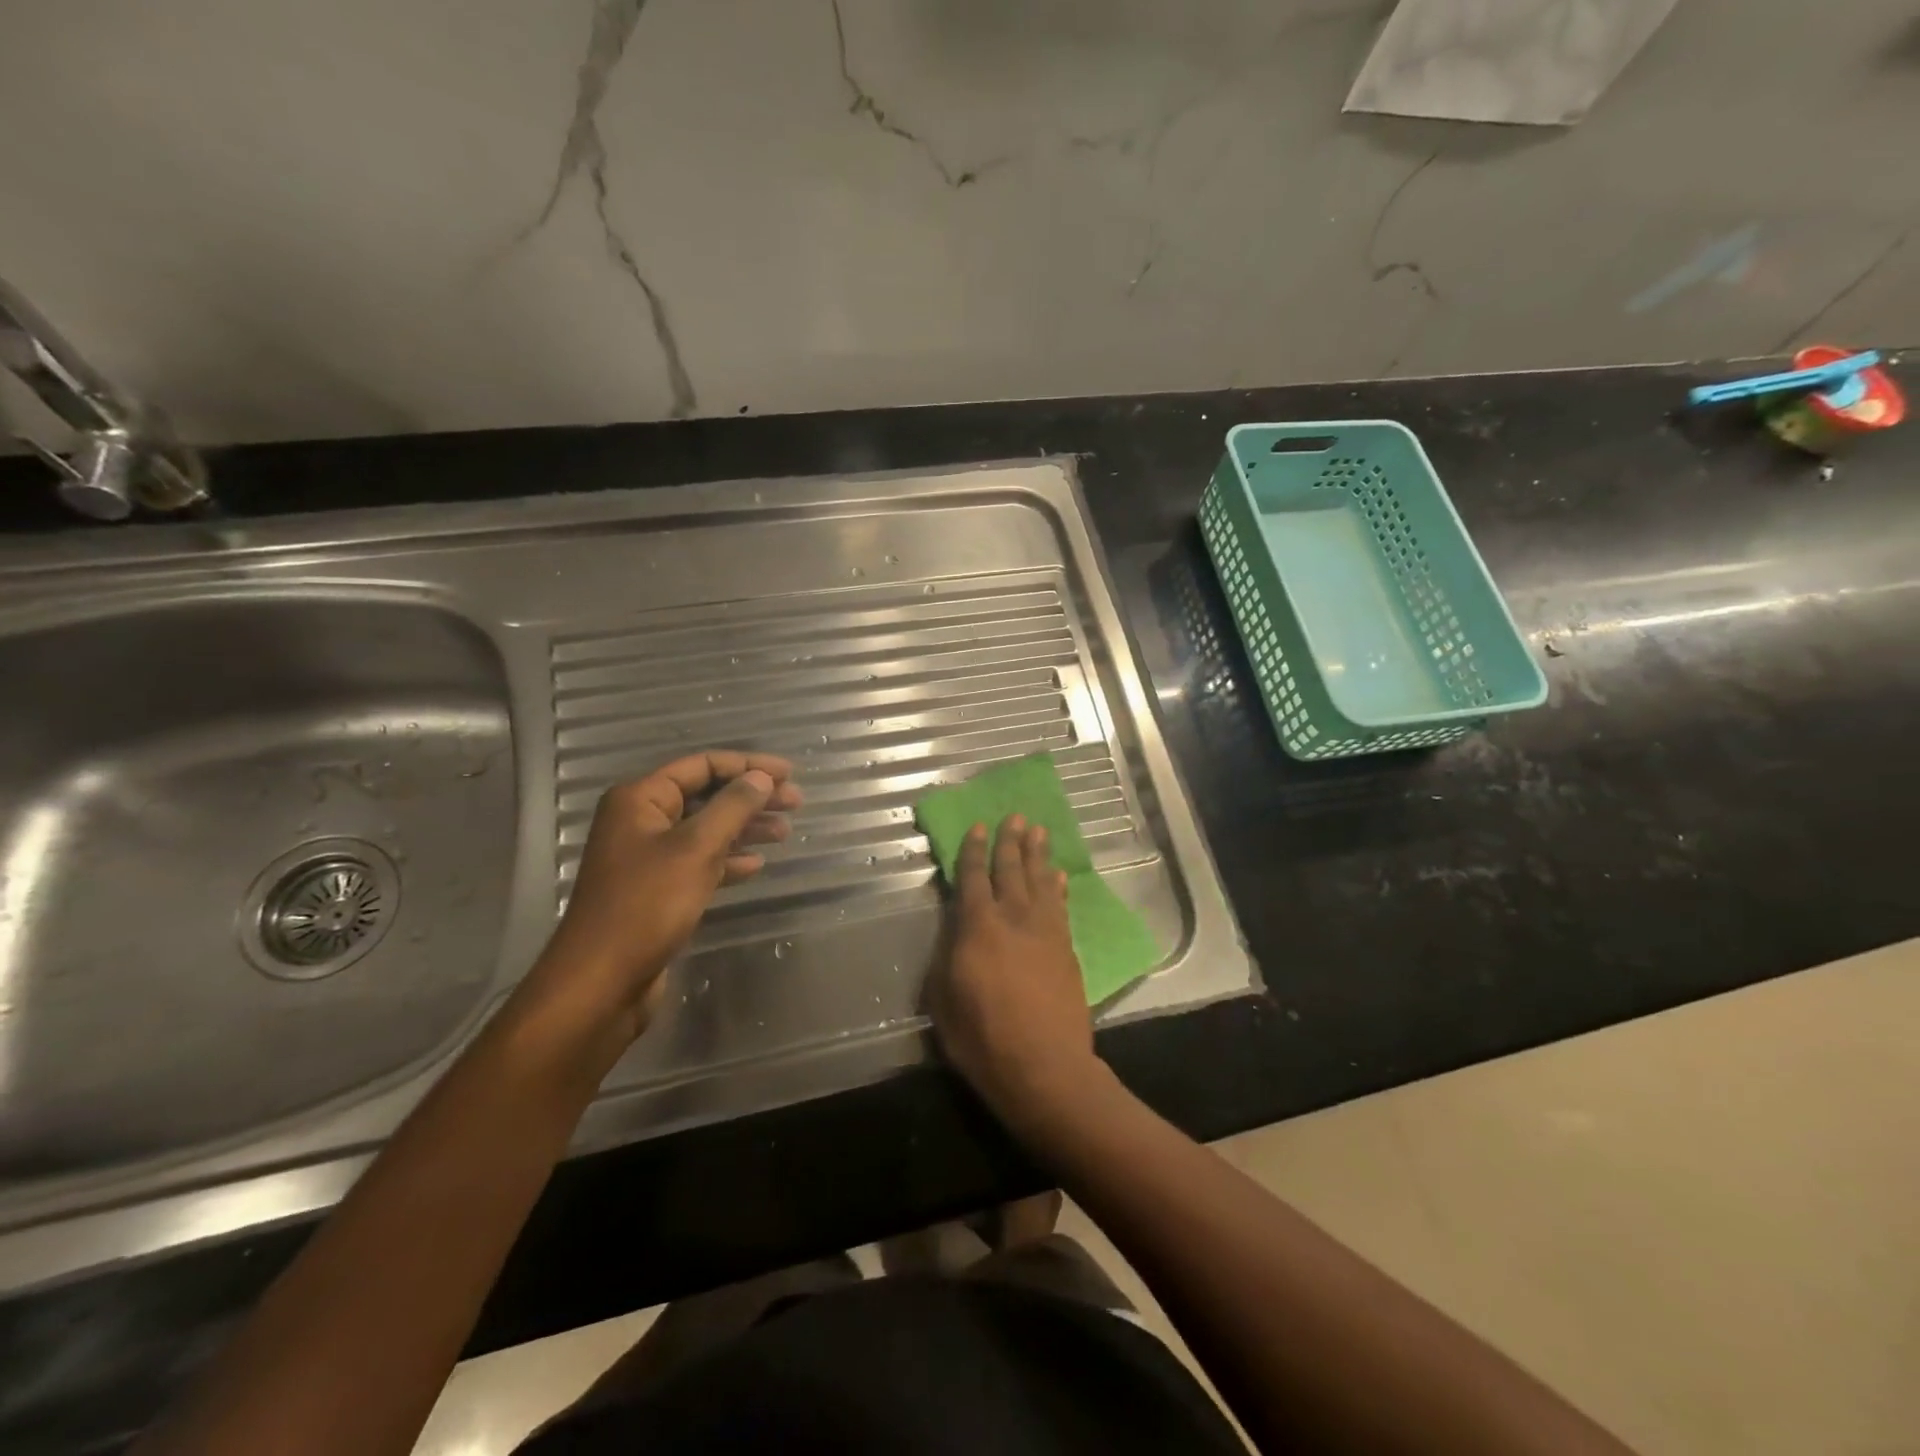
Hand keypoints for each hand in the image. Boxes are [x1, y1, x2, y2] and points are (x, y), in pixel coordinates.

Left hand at [522, 750, 800, 1046]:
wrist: (601, 983)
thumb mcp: (695, 849)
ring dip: (745, 828)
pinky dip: (727, 859)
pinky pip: (699, 862)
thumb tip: (761, 777)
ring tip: (785, 832)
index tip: (789, 774)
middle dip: (750, 797)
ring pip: (705, 830)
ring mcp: (647, 858)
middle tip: (795, 804)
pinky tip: (755, 865)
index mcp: (640, 799)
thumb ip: (732, 807)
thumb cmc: (646, 906)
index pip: (701, 766)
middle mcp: (641, 821)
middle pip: (705, 796)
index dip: (748, 765)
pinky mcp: (656, 890)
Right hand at [930, 814, 1098, 1127]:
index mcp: (978, 928)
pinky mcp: (1066, 949)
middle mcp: (1013, 919)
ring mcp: (1045, 932)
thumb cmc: (983, 1039)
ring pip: (1040, 881)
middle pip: (1011, 870)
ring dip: (1038, 854)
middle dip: (1011, 842)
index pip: (974, 878)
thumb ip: (948, 957)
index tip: (979, 826)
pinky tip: (1058, 876)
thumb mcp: (944, 1000)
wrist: (1044, 1067)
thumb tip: (955, 931)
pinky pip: (1061, 907)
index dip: (974, 850)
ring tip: (1038, 830)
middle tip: (1016, 816)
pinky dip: (1058, 888)